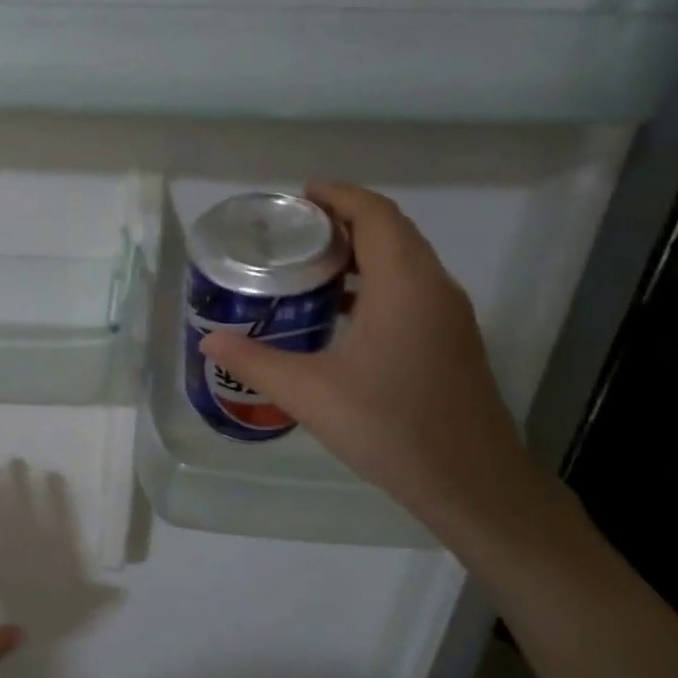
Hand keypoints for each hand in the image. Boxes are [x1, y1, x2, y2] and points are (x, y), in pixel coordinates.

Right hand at [199, 183, 549, 543]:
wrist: (470, 480)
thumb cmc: (388, 427)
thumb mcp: (309, 393)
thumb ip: (255, 361)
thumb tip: (208, 341)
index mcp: (404, 285)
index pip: (375, 215)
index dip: (338, 196)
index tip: (298, 196)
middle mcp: (434, 288)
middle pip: (391, 232)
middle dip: (344, 221)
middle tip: (293, 233)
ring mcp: (448, 316)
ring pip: (404, 263)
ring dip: (361, 254)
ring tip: (309, 268)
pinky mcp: (450, 342)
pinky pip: (411, 291)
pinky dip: (375, 284)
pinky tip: (341, 316)